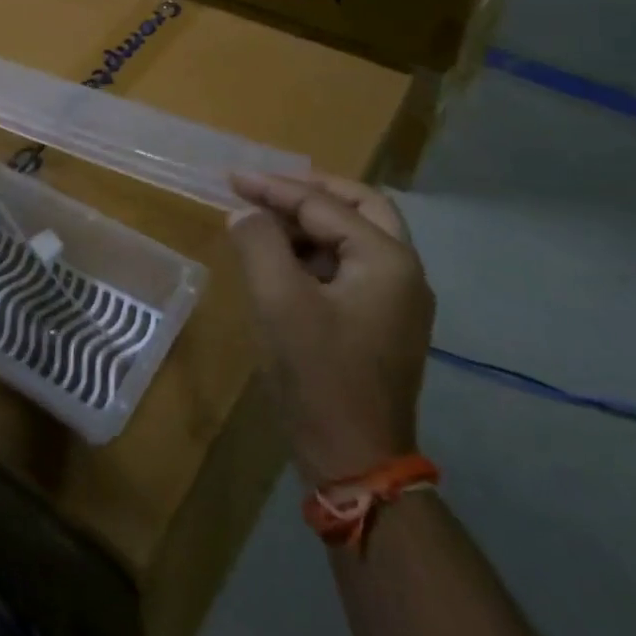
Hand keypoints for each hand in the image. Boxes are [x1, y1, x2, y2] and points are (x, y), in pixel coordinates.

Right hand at [227, 170, 434, 485]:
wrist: (354, 457)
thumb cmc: (318, 373)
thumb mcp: (279, 300)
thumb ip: (259, 242)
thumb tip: (245, 213)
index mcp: (386, 259)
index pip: (324, 205)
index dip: (274, 188)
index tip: (231, 178)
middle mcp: (404, 271)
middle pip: (360, 207)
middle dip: (311, 191)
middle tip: (266, 187)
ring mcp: (398, 299)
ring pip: (357, 236)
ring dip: (313, 221)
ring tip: (266, 221)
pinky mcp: (383, 322)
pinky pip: (351, 266)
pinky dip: (318, 251)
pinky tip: (284, 260)